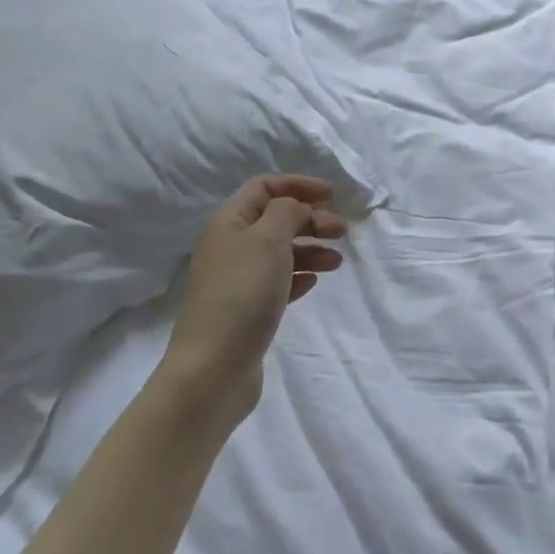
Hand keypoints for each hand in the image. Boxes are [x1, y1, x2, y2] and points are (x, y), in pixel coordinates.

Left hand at [160, 175, 345, 421]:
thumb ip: (288, 212)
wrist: (214, 368)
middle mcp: (229, 246)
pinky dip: (298, 276)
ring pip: (279, 251)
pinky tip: (313, 283)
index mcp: (228, 221)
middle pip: (274, 219)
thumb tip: (296, 206)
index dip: (298, 185)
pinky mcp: (246, 310)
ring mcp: (236, 280)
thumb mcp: (269, 239)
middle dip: (309, 219)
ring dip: (310, 249)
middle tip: (340, 231)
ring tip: (336, 262)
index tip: (332, 195)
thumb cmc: (242, 293)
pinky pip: (277, 282)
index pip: (263, 187)